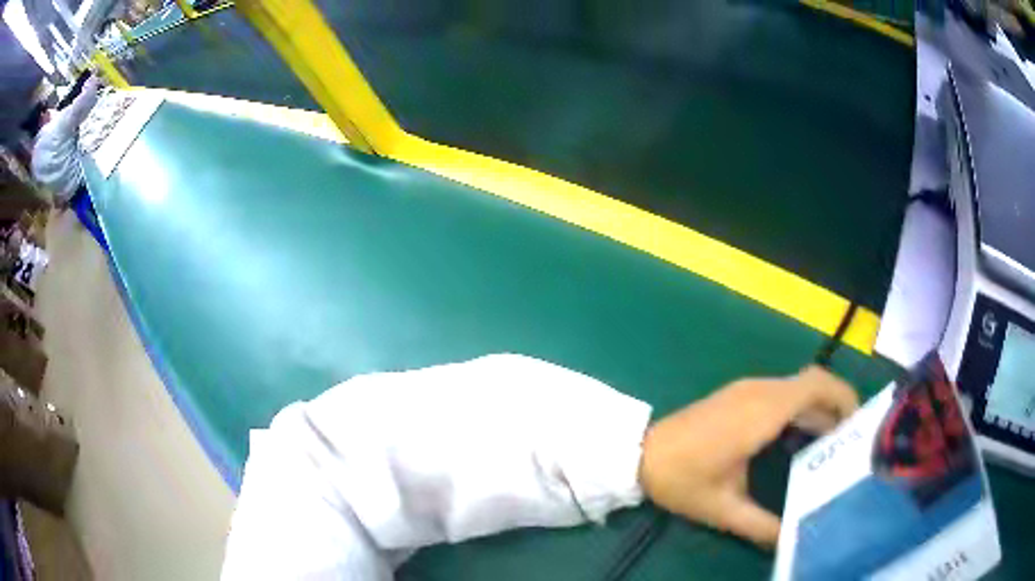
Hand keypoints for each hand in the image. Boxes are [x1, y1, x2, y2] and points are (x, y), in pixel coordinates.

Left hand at [638, 366, 857, 547]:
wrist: (637, 455)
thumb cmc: (681, 481)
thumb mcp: (724, 509)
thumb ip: (762, 526)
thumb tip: (792, 540)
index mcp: (761, 412)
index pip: (816, 385)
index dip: (844, 397)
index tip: (859, 425)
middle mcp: (759, 391)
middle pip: (812, 383)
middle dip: (837, 407)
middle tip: (850, 442)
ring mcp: (747, 389)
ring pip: (798, 388)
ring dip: (819, 409)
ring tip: (832, 445)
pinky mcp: (739, 395)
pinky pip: (781, 393)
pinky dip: (800, 409)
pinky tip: (801, 440)